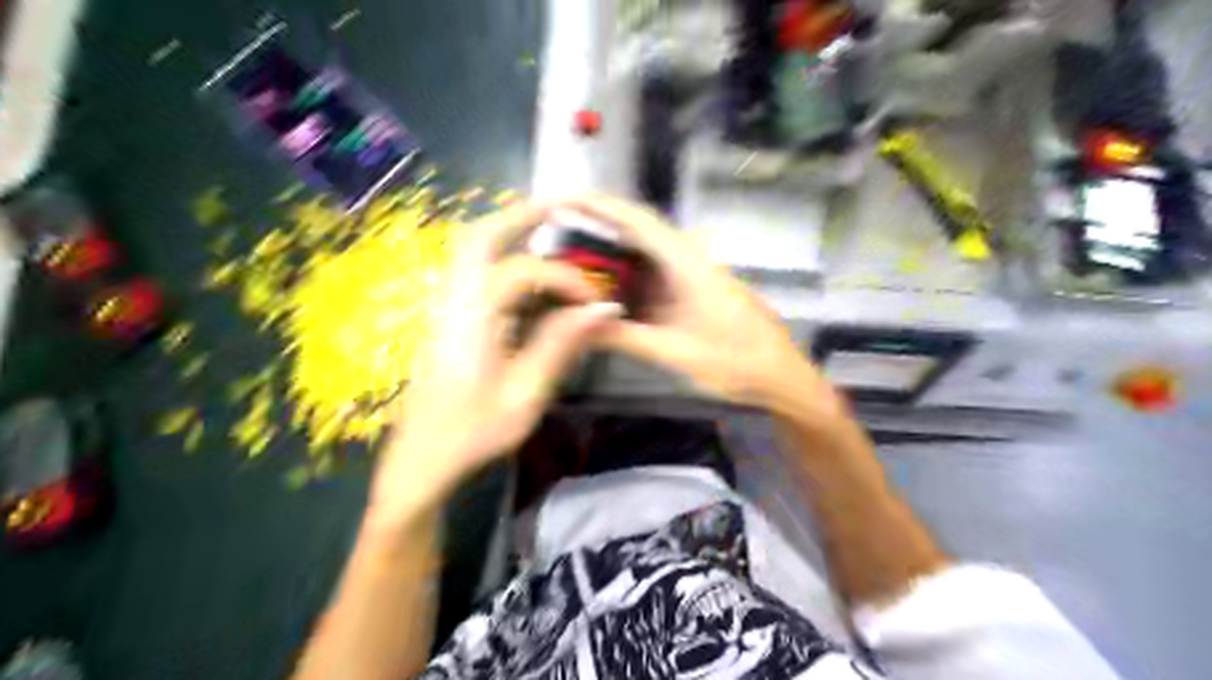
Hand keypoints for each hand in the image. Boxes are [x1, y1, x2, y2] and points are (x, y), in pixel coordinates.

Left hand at [376, 199, 623, 515]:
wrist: (422, 459)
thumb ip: (562, 343)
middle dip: (520, 216)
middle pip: (479, 237)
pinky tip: (526, 277)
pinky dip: (500, 260)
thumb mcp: (526, 392)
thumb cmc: (474, 432)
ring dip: (507, 234)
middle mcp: (452, 300)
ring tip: (546, 230)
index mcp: (472, 317)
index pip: (525, 273)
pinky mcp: (445, 319)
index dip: (567, 280)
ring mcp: (443, 308)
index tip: (597, 304)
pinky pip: (471, 273)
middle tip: (560, 209)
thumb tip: (604, 309)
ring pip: (470, 252)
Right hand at [563, 193, 838, 411]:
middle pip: (639, 231)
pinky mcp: (692, 291)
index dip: (602, 206)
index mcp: (689, 265)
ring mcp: (692, 276)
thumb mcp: (677, 352)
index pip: (640, 223)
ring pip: (645, 253)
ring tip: (570, 254)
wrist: (779, 375)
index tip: (566, 198)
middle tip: (556, 228)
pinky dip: (626, 276)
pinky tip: (604, 287)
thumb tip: (580, 325)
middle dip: (599, 224)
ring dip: (611, 250)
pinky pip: (653, 275)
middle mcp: (689, 261)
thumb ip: (628, 338)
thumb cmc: (736, 362)